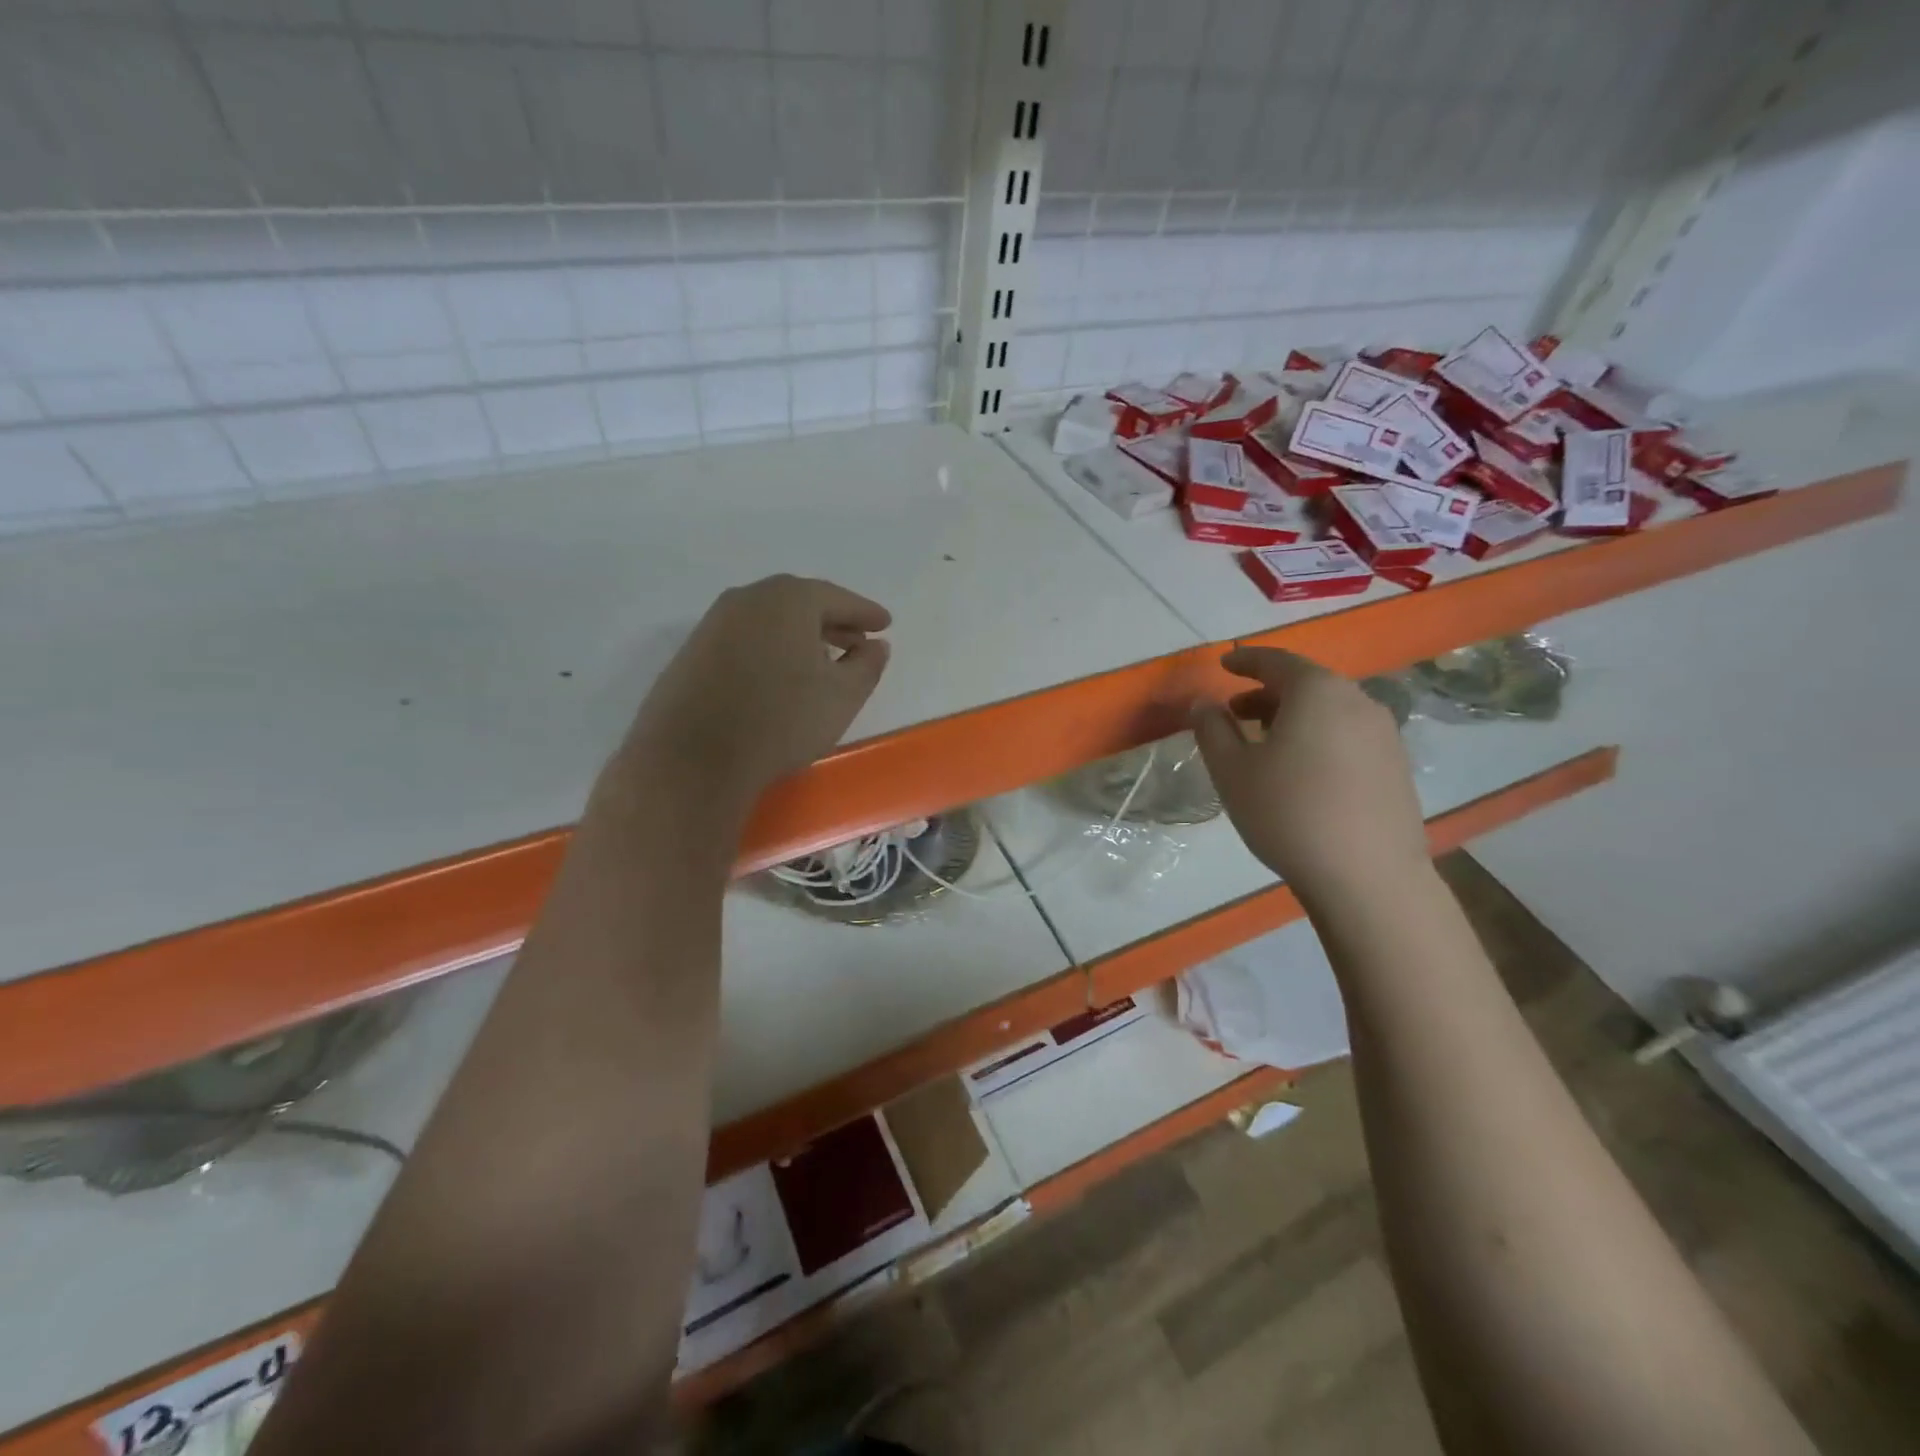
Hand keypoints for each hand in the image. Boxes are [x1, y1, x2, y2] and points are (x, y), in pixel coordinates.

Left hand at [612, 575, 891, 811]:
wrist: (693, 759)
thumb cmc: (781, 720)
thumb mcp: (843, 696)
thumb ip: (867, 665)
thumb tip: (876, 646)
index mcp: (789, 598)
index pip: (838, 598)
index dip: (865, 613)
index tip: (885, 624)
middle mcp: (749, 598)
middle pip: (801, 603)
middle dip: (832, 622)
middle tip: (857, 641)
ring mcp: (714, 622)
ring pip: (770, 620)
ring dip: (800, 636)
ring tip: (821, 662)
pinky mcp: (693, 651)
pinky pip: (745, 638)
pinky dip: (770, 648)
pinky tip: (780, 676)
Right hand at [1192, 647, 1428, 898]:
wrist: (1368, 876)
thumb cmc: (1288, 813)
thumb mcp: (1232, 770)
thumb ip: (1212, 729)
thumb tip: (1203, 703)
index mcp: (1317, 692)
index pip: (1276, 661)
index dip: (1245, 661)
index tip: (1224, 664)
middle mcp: (1357, 701)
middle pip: (1306, 684)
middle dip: (1267, 693)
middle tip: (1235, 713)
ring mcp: (1384, 733)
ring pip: (1329, 710)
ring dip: (1293, 716)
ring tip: (1265, 743)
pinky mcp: (1396, 765)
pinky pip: (1347, 734)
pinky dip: (1318, 736)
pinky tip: (1301, 770)